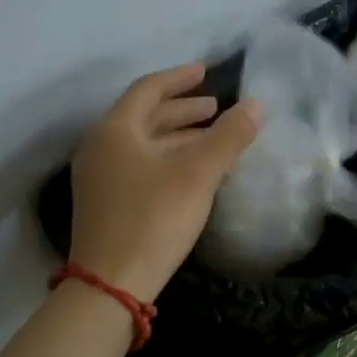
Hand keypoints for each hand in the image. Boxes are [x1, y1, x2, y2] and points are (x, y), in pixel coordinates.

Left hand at [68, 63, 262, 302]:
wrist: (111, 284)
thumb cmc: (154, 219)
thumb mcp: (198, 174)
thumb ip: (229, 136)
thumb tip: (257, 104)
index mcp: (115, 130)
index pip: (148, 89)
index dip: (179, 78)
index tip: (206, 71)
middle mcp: (100, 147)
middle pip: (145, 117)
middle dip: (182, 110)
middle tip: (215, 108)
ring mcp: (98, 177)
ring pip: (143, 145)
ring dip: (178, 138)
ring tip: (211, 139)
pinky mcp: (104, 203)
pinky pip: (139, 166)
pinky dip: (167, 160)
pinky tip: (192, 173)